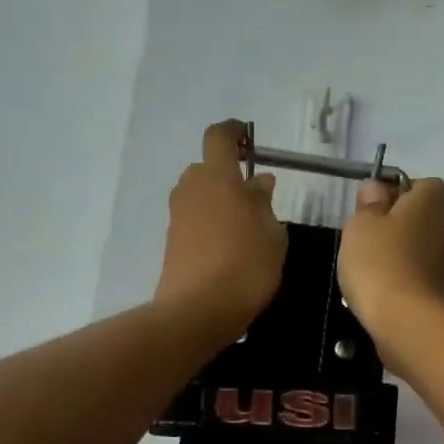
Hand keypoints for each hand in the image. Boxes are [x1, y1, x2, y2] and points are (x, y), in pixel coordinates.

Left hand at [154, 121, 287, 340]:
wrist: (198, 311)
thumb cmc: (246, 266)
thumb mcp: (272, 234)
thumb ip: (264, 204)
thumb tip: (258, 183)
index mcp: (217, 176)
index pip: (219, 137)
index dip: (233, 133)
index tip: (247, 138)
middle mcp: (191, 188)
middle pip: (207, 169)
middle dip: (229, 176)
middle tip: (256, 197)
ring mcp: (177, 216)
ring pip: (200, 196)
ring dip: (219, 202)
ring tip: (246, 226)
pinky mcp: (171, 242)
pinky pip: (194, 220)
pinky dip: (210, 224)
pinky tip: (230, 247)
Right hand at [338, 176, 443, 362]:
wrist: (402, 319)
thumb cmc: (379, 261)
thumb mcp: (362, 223)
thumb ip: (369, 203)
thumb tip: (377, 189)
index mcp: (430, 204)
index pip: (427, 184)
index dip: (402, 188)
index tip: (376, 202)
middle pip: (422, 214)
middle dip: (396, 219)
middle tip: (365, 231)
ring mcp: (442, 261)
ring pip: (417, 243)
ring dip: (395, 248)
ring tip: (365, 261)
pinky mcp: (435, 288)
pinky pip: (414, 269)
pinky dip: (397, 272)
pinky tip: (374, 284)